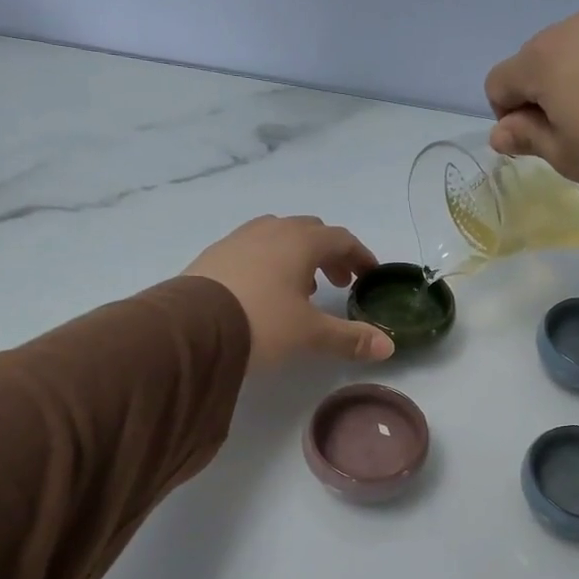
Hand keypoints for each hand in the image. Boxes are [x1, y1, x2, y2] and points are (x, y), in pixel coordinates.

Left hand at [184, 216, 394, 369]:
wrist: (190, 327)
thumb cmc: (262, 322)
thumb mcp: (310, 334)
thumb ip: (350, 338)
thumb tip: (388, 348)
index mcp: (300, 241)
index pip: (341, 239)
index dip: (360, 256)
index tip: (369, 275)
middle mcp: (271, 231)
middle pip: (310, 232)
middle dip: (329, 254)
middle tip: (338, 282)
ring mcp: (238, 239)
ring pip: (278, 236)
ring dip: (298, 256)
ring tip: (301, 288)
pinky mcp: (214, 255)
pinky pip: (252, 248)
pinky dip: (269, 262)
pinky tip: (264, 291)